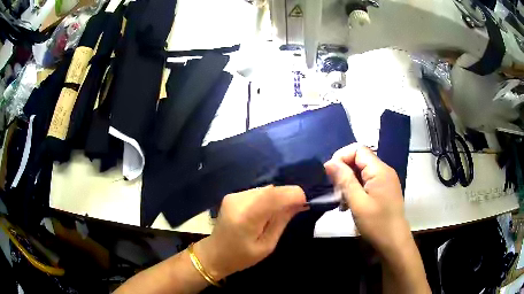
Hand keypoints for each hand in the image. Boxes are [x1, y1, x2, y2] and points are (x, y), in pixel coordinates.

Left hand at [194, 186, 306, 279]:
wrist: (214, 254)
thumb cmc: (241, 256)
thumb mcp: (267, 245)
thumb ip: (282, 221)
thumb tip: (299, 203)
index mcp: (246, 217)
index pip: (274, 195)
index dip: (293, 194)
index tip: (305, 202)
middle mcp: (239, 200)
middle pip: (271, 189)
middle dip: (287, 196)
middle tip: (296, 209)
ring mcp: (234, 195)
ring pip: (266, 189)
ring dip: (277, 197)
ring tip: (280, 213)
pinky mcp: (233, 194)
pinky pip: (258, 191)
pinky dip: (267, 198)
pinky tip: (266, 211)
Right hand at [324, 144, 411, 254]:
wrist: (394, 243)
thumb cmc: (376, 224)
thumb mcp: (357, 203)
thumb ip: (344, 180)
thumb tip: (329, 162)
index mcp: (380, 170)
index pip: (358, 149)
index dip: (342, 157)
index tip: (330, 175)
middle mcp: (384, 171)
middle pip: (360, 160)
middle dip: (344, 172)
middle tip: (335, 191)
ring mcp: (385, 181)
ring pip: (361, 172)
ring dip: (349, 182)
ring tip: (342, 201)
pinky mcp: (384, 190)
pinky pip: (367, 182)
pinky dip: (356, 189)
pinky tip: (350, 204)